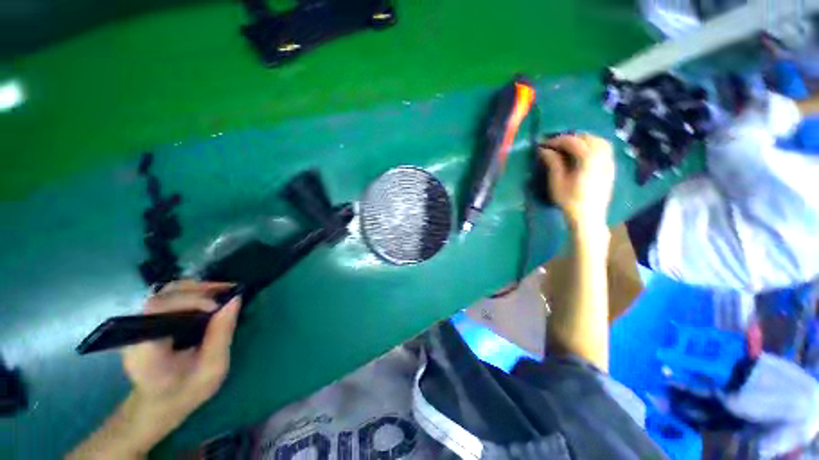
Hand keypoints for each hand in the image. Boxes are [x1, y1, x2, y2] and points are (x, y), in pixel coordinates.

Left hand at [69, 281, 241, 458]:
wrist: (158, 404)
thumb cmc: (186, 392)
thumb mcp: (211, 368)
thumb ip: (221, 334)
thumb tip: (235, 299)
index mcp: (145, 348)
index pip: (158, 310)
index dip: (189, 301)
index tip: (217, 307)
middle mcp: (137, 330)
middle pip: (164, 296)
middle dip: (198, 291)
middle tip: (229, 291)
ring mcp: (140, 323)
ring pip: (167, 292)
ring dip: (198, 288)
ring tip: (224, 291)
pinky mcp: (148, 320)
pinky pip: (169, 297)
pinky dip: (192, 292)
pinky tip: (210, 298)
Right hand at [538, 133, 614, 227]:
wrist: (589, 217)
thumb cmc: (569, 200)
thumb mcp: (557, 182)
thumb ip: (552, 162)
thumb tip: (544, 150)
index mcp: (588, 158)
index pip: (572, 141)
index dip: (556, 140)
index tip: (544, 144)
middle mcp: (602, 156)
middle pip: (587, 137)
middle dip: (570, 138)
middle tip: (555, 145)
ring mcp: (609, 161)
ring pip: (599, 141)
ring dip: (583, 140)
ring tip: (569, 147)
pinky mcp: (611, 168)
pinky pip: (605, 149)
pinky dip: (593, 146)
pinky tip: (583, 154)